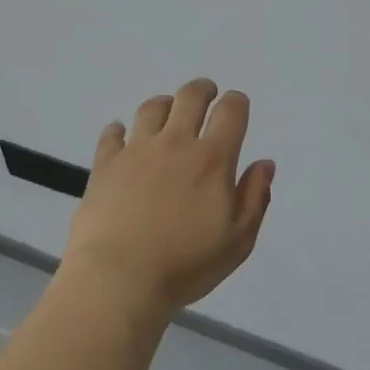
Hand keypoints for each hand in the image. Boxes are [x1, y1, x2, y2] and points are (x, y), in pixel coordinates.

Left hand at [60, 79, 275, 328]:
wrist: (118, 278)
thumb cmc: (185, 265)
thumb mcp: (237, 241)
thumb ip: (255, 198)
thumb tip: (264, 163)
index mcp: (212, 159)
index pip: (231, 111)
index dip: (237, 102)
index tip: (237, 107)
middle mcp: (175, 143)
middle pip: (190, 96)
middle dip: (202, 90)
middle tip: (206, 96)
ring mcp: (136, 150)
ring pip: (152, 108)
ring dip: (165, 104)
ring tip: (167, 114)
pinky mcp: (105, 164)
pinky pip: (112, 134)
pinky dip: (119, 130)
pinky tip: (121, 136)